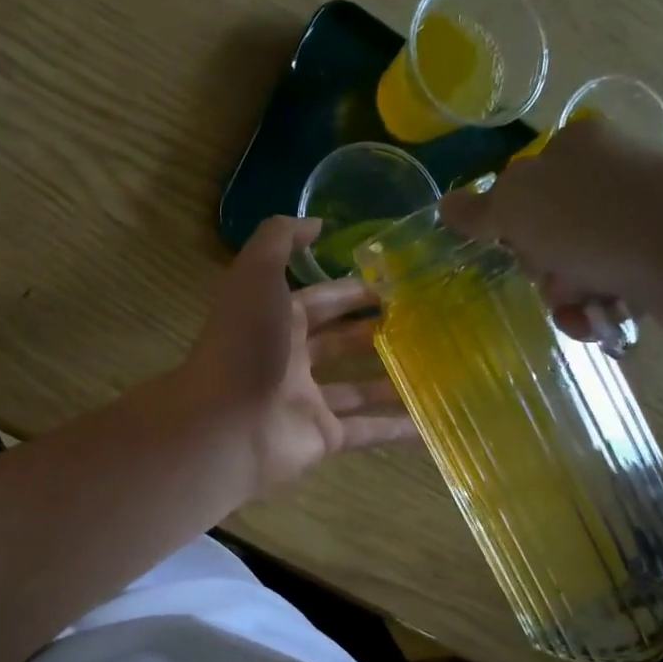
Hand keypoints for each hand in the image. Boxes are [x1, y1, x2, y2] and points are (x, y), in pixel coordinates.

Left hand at [175, 216, 417, 493]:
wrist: (226, 426)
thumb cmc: (245, 345)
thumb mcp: (256, 275)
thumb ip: (280, 239)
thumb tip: (316, 224)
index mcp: (273, 321)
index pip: (319, 301)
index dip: (352, 292)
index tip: (396, 285)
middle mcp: (289, 360)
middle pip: (337, 343)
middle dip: (373, 332)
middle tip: (422, 323)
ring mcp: (306, 402)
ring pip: (356, 389)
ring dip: (391, 379)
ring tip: (436, 367)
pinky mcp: (322, 438)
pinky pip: (367, 431)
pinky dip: (397, 429)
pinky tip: (432, 422)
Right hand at [439, 118, 662, 338]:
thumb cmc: (590, 222)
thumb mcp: (516, 209)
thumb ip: (478, 210)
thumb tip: (445, 204)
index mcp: (575, 147)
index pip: (520, 188)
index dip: (511, 225)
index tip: (515, 245)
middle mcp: (611, 169)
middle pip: (546, 231)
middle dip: (541, 266)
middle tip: (551, 275)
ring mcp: (642, 207)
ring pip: (576, 263)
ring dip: (565, 293)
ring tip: (584, 303)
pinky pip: (612, 280)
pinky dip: (597, 305)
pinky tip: (601, 316)